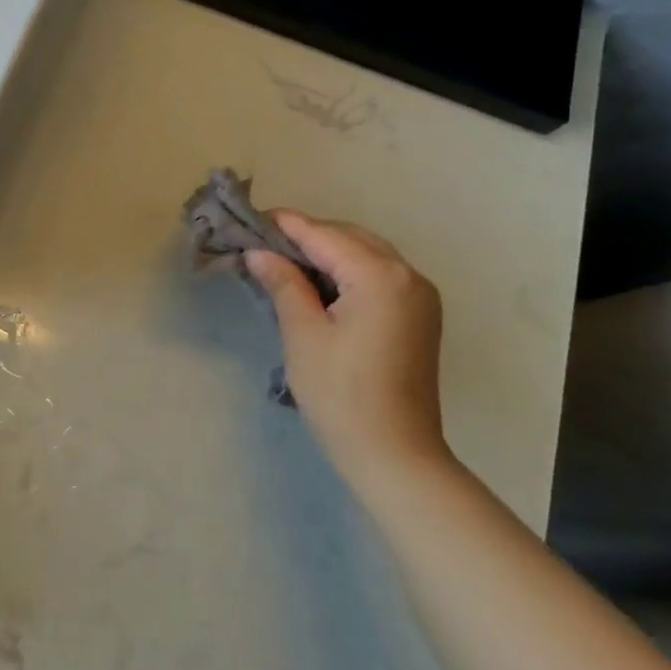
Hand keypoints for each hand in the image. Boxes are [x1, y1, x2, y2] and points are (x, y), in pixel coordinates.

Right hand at [244, 213, 450, 485]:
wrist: (393, 451)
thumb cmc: (340, 393)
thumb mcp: (303, 334)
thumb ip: (284, 284)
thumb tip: (260, 253)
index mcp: (380, 276)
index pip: (325, 236)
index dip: (286, 225)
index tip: (250, 218)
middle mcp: (408, 275)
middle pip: (350, 238)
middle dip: (307, 236)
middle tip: (261, 243)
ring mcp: (420, 296)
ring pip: (366, 256)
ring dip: (327, 253)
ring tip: (283, 262)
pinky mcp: (419, 317)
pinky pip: (378, 277)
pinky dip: (346, 272)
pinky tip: (317, 285)